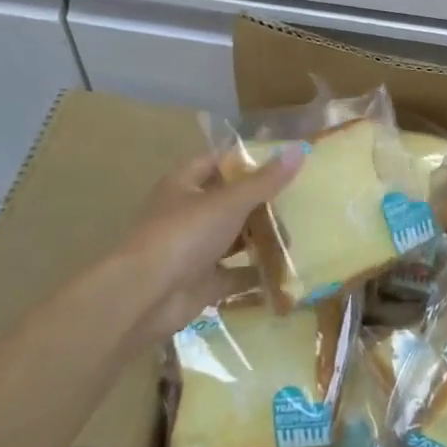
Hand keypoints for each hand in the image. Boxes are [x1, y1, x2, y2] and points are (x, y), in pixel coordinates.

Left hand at [102, 146, 302, 343]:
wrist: (144, 297)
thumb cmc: (184, 235)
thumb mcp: (230, 202)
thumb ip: (266, 180)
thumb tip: (301, 149)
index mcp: (183, 185)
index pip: (216, 163)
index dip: (244, 161)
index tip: (280, 162)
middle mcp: (187, 215)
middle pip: (228, 202)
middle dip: (260, 203)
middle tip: (300, 200)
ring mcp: (193, 251)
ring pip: (233, 239)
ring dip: (261, 238)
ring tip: (300, 232)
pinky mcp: (202, 283)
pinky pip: (236, 275)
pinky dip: (258, 274)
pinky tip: (288, 270)